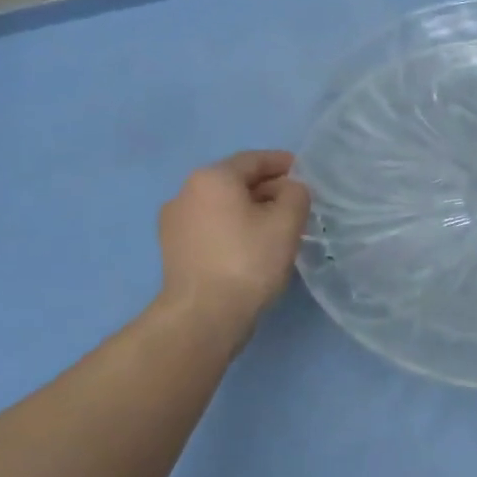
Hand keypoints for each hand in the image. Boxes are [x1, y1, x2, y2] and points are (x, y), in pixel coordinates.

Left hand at [154, 151, 310, 332]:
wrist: (203, 316)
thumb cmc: (248, 261)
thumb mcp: (287, 222)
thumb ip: (296, 194)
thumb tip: (289, 190)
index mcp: (212, 178)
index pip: (253, 160)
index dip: (282, 163)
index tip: (304, 173)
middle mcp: (186, 192)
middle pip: (235, 181)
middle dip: (267, 188)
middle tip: (295, 203)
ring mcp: (174, 222)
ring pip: (222, 205)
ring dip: (249, 209)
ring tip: (276, 227)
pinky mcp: (173, 249)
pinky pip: (210, 226)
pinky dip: (233, 227)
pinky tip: (251, 246)